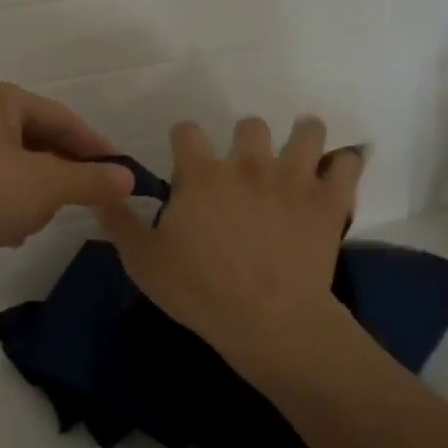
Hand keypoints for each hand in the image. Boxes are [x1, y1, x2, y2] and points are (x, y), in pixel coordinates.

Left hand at [0, 79, 134, 303]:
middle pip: (39, 143)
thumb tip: (128, 179)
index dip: (96, 149)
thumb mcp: (44, 186)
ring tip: (36, 222)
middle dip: (61, 177)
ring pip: (15, 169)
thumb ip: (90, 180)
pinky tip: (8, 234)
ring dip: (33, 197)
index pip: (63, 119)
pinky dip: (6, 208)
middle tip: (87, 204)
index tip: (124, 177)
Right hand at [99, 116, 364, 376]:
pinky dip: (344, 164)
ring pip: (306, 131)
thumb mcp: (143, 262)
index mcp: (202, 175)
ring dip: (302, 136)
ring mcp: (292, 178)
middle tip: (244, 167)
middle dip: (245, 139)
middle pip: (249, 125)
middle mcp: (248, 164)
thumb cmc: (200, 292)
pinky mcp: (328, 200)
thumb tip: (99, 192)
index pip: (187, 132)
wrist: (269, 322)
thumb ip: (119, 222)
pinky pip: (347, 164)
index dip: (183, 139)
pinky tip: (337, 172)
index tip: (185, 156)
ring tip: (299, 151)